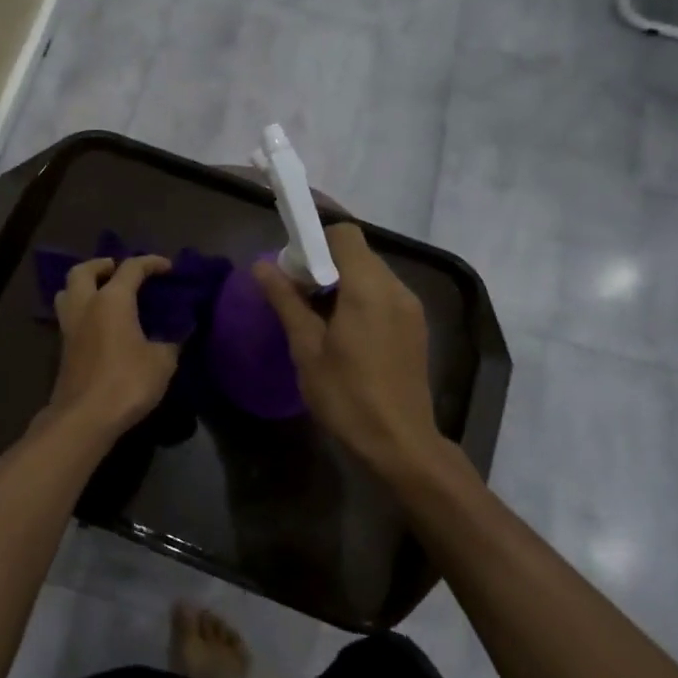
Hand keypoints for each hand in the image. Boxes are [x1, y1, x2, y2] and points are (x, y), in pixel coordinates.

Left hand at [44, 256, 180, 440]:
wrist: (85, 417)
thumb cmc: (127, 382)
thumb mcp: (162, 361)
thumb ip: (172, 340)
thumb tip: (181, 330)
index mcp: (112, 300)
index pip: (131, 268)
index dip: (151, 263)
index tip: (168, 268)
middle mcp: (86, 306)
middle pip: (83, 271)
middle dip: (101, 265)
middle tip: (118, 270)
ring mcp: (70, 327)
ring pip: (67, 292)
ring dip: (84, 285)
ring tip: (103, 293)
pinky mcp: (63, 349)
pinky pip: (69, 316)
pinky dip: (82, 310)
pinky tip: (100, 324)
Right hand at [254, 224, 442, 475]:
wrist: (400, 443)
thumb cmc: (347, 396)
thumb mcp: (306, 348)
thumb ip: (286, 301)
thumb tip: (261, 266)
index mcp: (369, 287)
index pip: (345, 234)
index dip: (315, 241)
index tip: (293, 268)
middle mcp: (396, 288)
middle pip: (358, 253)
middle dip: (324, 263)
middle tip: (297, 295)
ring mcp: (410, 308)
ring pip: (372, 275)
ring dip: (342, 283)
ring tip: (317, 318)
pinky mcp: (415, 327)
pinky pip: (384, 295)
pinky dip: (360, 299)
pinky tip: (343, 334)